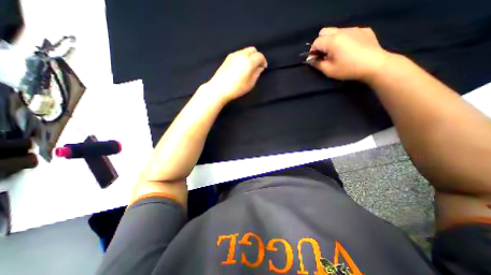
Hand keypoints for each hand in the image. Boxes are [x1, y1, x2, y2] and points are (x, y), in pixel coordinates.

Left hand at [205, 47, 268, 102]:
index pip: (260, 56)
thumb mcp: (250, 83)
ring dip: (250, 56)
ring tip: (248, 67)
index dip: (263, 61)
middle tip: (257, 66)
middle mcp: (242, 54)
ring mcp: (233, 55)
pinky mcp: (227, 58)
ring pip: (245, 51)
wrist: (219, 88)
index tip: (263, 68)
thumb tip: (259, 67)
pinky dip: (243, 57)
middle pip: (253, 50)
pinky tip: (241, 66)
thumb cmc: (237, 88)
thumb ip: (257, 73)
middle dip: (257, 56)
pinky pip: (239, 54)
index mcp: (249, 61)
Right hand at [306, 27, 391, 81]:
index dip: (312, 51)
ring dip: (332, 41)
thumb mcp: (328, 70)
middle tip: (324, 54)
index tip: (315, 59)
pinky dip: (344, 39)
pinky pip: (349, 32)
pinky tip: (349, 49)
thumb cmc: (348, 69)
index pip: (316, 42)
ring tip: (337, 52)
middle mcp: (342, 31)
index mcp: (332, 41)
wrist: (375, 65)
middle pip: (324, 31)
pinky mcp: (364, 30)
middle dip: (320, 43)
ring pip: (336, 31)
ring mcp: (354, 29)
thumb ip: (317, 64)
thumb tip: (311, 59)